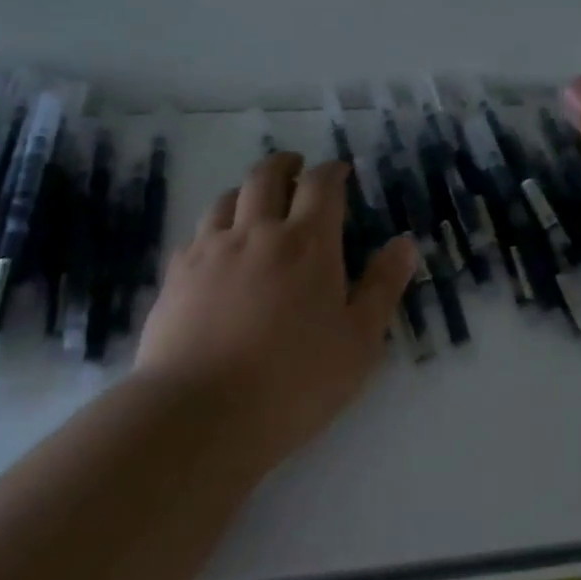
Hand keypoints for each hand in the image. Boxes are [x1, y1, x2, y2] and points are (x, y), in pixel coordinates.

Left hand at [134, 152, 417, 465]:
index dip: (333, 171)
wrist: (200, 414)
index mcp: (307, 243)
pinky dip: (214, 229)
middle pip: (266, 177)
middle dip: (285, 165)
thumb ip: (382, 287)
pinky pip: (196, 235)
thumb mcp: (359, 341)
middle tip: (296, 168)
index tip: (340, 171)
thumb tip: (405, 243)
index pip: (322, 185)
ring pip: (225, 199)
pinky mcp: (176, 276)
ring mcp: (210, 251)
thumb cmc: (295, 381)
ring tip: (256, 203)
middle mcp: (256, 232)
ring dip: (246, 192)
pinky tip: (217, 249)